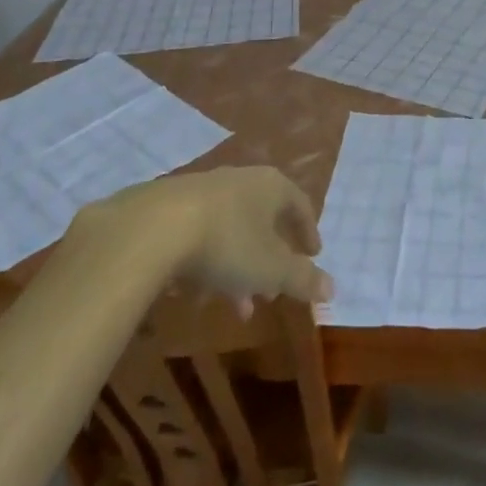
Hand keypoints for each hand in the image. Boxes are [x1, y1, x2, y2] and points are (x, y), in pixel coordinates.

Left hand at [75, 167, 332, 306]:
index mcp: (270, 186)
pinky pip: (198, 234)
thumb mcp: (272, 269)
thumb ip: (303, 279)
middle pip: (262, 218)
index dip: (308, 231)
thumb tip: (333, 288)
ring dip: (237, 268)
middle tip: (271, 292)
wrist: (151, 227)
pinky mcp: (167, 204)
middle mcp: (238, 179)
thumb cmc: (226, 243)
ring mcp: (201, 189)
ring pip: (230, 230)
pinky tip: (195, 293)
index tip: (313, 255)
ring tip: (235, 306)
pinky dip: (206, 262)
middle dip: (269, 259)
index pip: (299, 203)